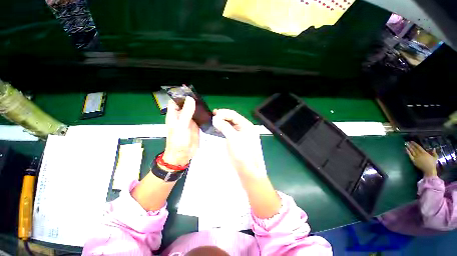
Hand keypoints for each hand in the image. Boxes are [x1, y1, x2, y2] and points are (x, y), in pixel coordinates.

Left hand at [162, 97, 199, 168]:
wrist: (183, 155)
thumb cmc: (178, 141)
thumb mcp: (181, 126)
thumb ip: (186, 112)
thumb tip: (190, 99)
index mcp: (174, 115)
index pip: (175, 102)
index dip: (180, 96)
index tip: (189, 90)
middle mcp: (181, 117)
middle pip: (186, 105)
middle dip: (192, 100)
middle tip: (201, 96)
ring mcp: (189, 121)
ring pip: (193, 111)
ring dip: (198, 107)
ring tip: (206, 102)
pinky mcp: (196, 126)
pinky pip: (199, 118)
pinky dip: (203, 115)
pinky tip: (208, 112)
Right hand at [212, 109, 266, 178]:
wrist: (247, 169)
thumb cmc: (242, 152)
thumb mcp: (233, 138)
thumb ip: (224, 127)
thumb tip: (215, 118)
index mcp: (247, 125)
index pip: (234, 115)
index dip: (224, 113)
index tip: (214, 113)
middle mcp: (245, 127)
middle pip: (233, 118)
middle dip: (223, 116)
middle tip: (213, 115)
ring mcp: (242, 134)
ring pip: (231, 124)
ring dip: (223, 121)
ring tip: (214, 120)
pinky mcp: (238, 140)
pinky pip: (231, 131)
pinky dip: (225, 128)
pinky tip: (219, 128)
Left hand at [406, 141, 437, 176]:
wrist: (429, 170)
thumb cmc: (432, 164)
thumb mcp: (435, 157)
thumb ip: (434, 153)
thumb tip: (433, 148)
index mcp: (424, 153)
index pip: (418, 147)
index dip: (415, 144)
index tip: (412, 141)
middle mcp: (419, 154)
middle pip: (414, 148)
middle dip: (411, 145)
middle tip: (407, 142)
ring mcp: (416, 157)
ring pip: (412, 151)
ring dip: (409, 147)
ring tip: (406, 144)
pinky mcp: (414, 161)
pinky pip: (410, 155)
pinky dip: (407, 152)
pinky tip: (405, 149)